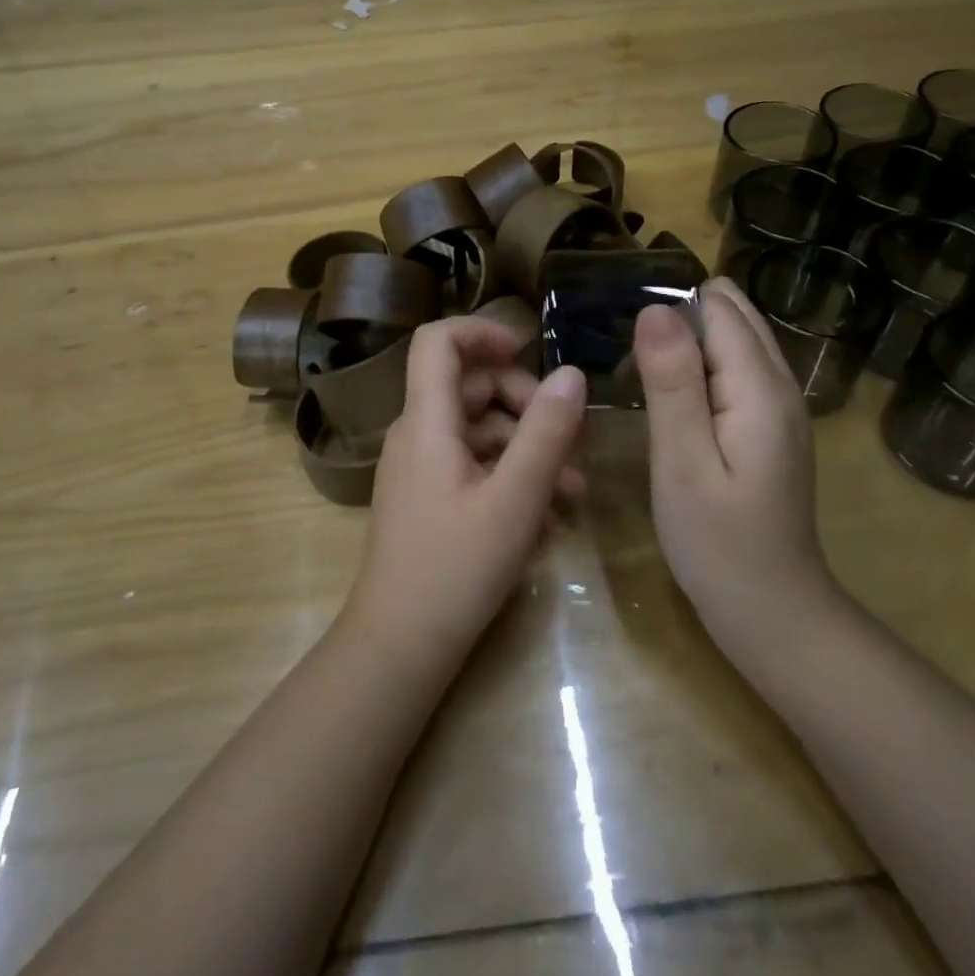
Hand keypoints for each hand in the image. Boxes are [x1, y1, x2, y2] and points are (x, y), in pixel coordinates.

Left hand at [347, 317, 586, 664]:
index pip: (437, 341)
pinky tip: (547, 515)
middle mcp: (417, 434)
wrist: (400, 645)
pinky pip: (473, 465)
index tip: (529, 351)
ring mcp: (421, 467)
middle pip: (470, 386)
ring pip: (479, 430)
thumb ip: (546, 432)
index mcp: (427, 421)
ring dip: (528, 448)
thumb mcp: (515, 499)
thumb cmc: (455, 567)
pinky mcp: (429, 497)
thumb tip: (572, 374)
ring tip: (574, 492)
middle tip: (571, 441)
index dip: (481, 331)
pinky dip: (510, 476)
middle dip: (526, 404)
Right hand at [633, 278, 833, 648]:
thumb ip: (671, 382)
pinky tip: (670, 403)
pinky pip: (734, 373)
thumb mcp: (682, 462)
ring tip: (641, 379)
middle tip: (632, 364)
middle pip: (732, 316)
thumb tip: (655, 309)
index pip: (719, 308)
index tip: (626, 343)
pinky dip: (700, 371)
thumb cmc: (718, 543)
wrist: (773, 613)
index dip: (670, 311)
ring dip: (687, 347)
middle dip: (679, 321)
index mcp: (760, 387)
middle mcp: (780, 385)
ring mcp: (779, 407)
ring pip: (733, 343)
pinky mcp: (769, 428)